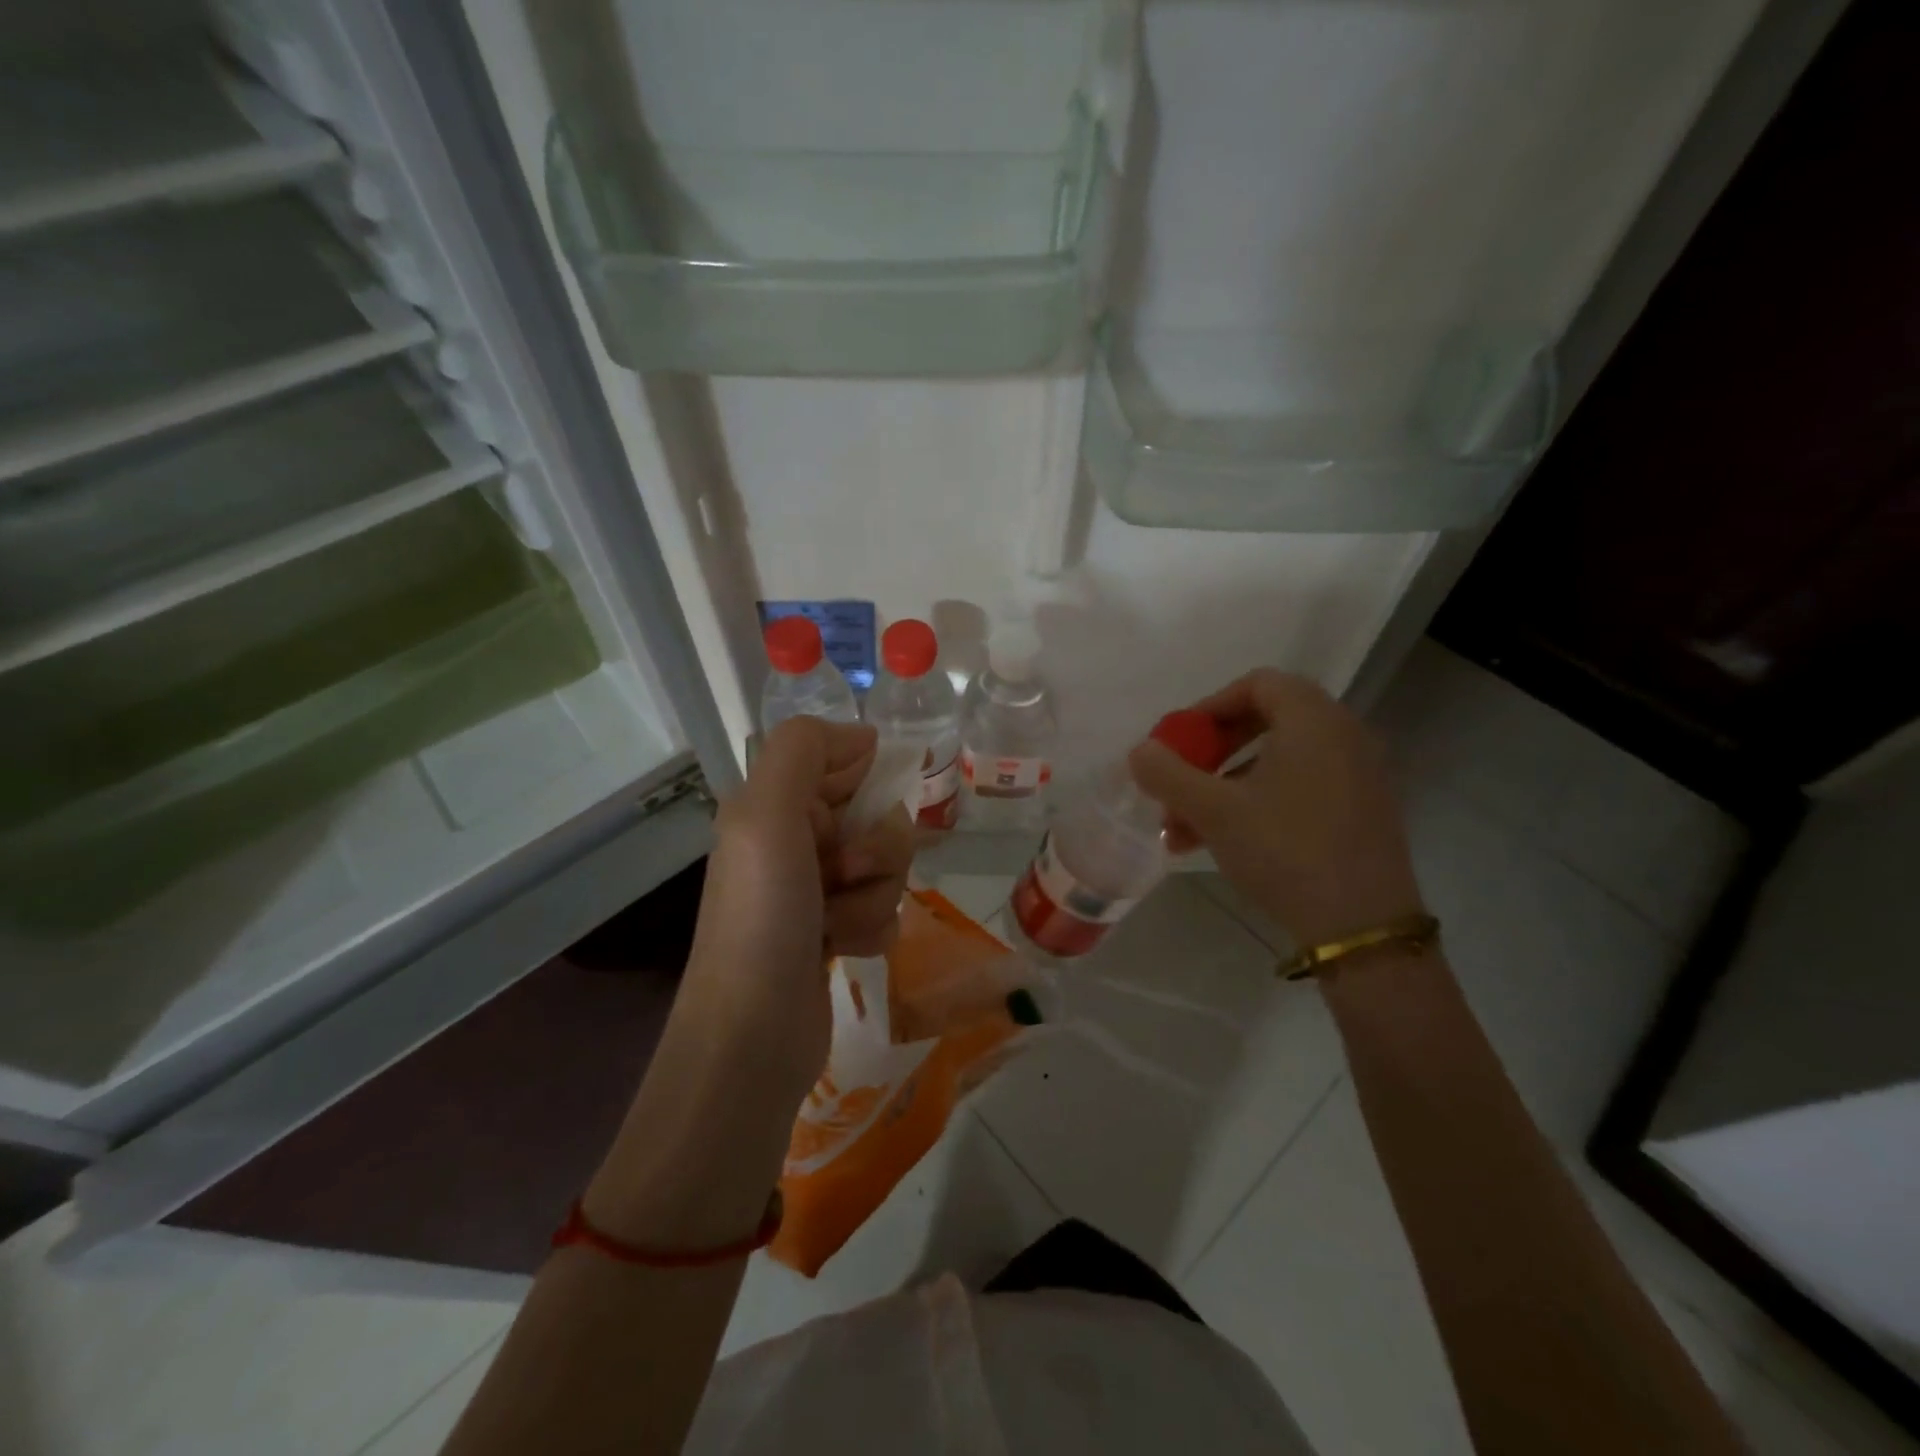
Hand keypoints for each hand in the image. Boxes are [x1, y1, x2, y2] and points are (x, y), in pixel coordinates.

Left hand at [680, 717, 913, 1103]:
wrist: (753, 1033)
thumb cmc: (762, 916)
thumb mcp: (766, 813)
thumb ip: (804, 750)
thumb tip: (864, 737)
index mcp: (774, 804)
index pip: (846, 761)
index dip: (866, 784)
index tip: (860, 815)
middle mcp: (795, 840)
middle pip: (878, 816)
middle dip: (876, 849)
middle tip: (842, 875)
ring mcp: (817, 888)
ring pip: (888, 865)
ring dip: (875, 895)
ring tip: (837, 925)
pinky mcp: (836, 931)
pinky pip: (885, 908)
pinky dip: (873, 928)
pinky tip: (845, 950)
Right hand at [1129, 669, 1423, 948]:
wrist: (1361, 926)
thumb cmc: (1285, 849)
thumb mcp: (1214, 811)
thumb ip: (1169, 774)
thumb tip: (1140, 751)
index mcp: (1313, 720)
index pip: (1258, 684)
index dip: (1210, 706)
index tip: (1179, 740)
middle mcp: (1342, 736)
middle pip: (1265, 722)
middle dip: (1211, 753)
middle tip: (1179, 780)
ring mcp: (1356, 776)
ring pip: (1276, 763)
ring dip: (1224, 786)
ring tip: (1182, 828)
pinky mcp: (1359, 812)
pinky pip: (1298, 789)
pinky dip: (1256, 803)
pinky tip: (1220, 842)